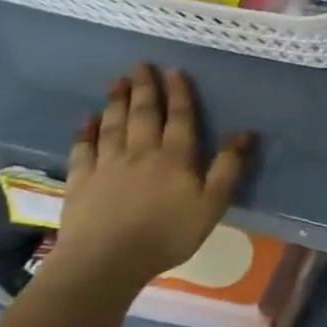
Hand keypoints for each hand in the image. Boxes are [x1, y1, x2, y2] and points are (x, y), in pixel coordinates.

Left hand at [56, 63, 252, 286]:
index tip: (174, 71)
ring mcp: (107, 165)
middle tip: (140, 65)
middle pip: (143, 114)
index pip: (179, 118)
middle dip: (144, 88)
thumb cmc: (167, 234)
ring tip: (117, 81)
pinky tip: (86, 119)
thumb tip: (245, 133)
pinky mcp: (81, 181)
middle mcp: (140, 152)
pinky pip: (83, 149)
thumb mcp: (212, 204)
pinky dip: (85, 131)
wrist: (106, 261)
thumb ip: (228, 168)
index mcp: (175, 157)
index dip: (178, 94)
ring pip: (113, 125)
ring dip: (116, 101)